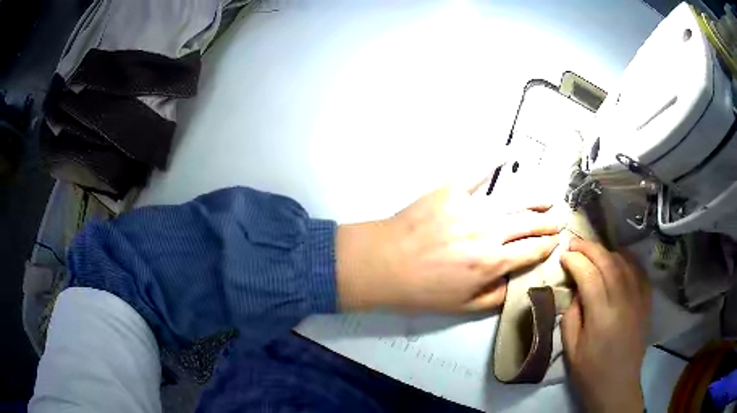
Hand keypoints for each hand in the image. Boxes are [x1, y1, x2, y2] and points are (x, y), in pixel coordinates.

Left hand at [336, 179, 563, 312]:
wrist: (382, 263)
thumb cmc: (421, 290)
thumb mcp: (462, 307)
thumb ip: (495, 296)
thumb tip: (517, 281)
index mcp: (493, 262)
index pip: (532, 250)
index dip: (548, 246)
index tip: (557, 241)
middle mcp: (489, 231)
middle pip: (529, 222)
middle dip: (549, 221)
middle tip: (561, 217)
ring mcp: (471, 207)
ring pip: (514, 198)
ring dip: (535, 197)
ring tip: (549, 196)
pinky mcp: (450, 189)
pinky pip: (476, 172)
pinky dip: (492, 160)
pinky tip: (507, 152)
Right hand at [560, 239, 651, 412]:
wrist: (617, 385)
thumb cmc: (590, 371)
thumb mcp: (571, 348)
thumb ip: (571, 315)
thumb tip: (577, 290)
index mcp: (601, 315)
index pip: (588, 275)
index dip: (575, 261)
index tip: (563, 255)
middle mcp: (623, 301)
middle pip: (608, 262)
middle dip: (589, 248)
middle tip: (575, 243)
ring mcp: (638, 299)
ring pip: (624, 262)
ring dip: (607, 252)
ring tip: (594, 251)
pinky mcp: (646, 301)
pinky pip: (639, 271)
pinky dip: (628, 260)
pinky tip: (619, 259)